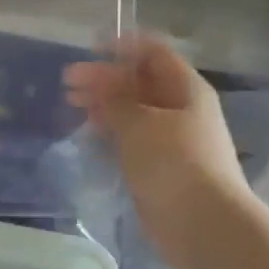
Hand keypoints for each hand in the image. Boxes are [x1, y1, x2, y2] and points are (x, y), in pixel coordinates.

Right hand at [65, 35, 255, 260]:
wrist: (202, 222)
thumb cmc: (173, 162)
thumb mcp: (138, 122)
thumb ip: (115, 99)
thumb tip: (100, 86)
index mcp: (185, 89)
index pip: (154, 53)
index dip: (123, 46)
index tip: (89, 48)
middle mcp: (180, 109)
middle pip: (139, 82)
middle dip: (104, 78)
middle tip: (67, 82)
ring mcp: (171, 139)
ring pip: (132, 111)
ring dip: (103, 105)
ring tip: (71, 105)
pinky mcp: (159, 165)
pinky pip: (131, 138)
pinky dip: (110, 132)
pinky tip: (88, 134)